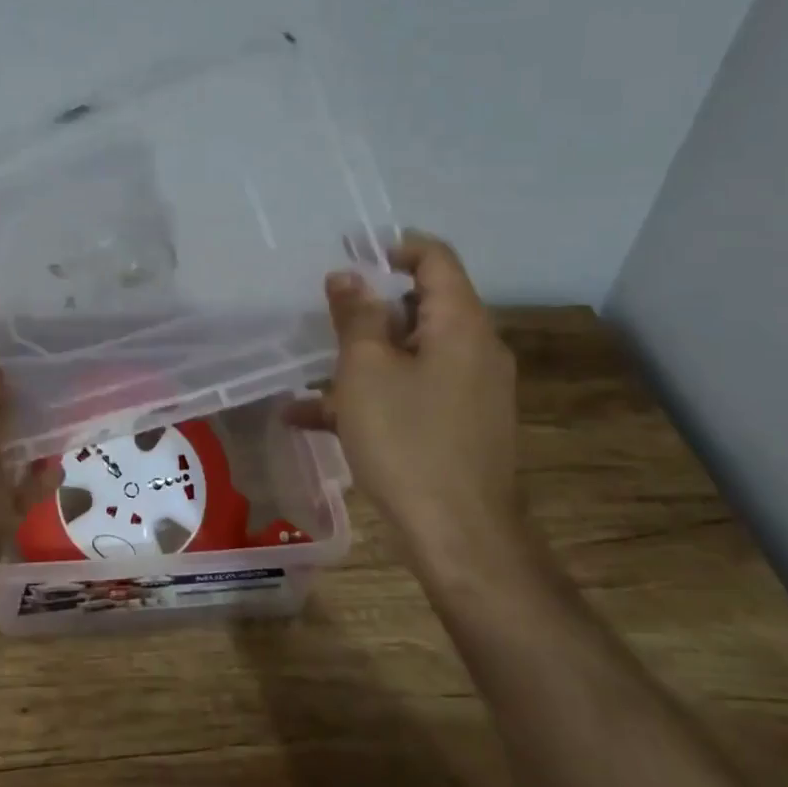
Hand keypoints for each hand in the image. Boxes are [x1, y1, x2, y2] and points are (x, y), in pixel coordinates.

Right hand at [284, 230, 524, 584]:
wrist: (461, 539)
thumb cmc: (408, 441)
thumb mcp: (366, 370)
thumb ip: (356, 316)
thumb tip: (347, 276)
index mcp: (461, 325)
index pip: (436, 259)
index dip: (393, 247)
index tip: (349, 252)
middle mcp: (475, 350)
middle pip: (423, 305)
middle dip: (371, 308)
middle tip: (326, 315)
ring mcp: (471, 391)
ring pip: (411, 352)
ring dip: (364, 355)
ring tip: (312, 370)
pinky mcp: (460, 426)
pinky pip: (412, 391)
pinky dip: (373, 393)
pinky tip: (312, 416)